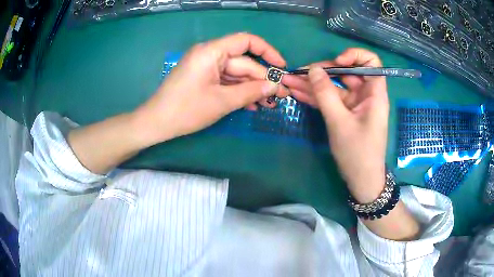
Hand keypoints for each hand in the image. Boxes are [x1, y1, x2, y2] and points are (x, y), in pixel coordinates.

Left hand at [134, 33, 288, 145]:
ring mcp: (206, 67)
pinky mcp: (204, 79)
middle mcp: (209, 54)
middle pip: (243, 62)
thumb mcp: (222, 101)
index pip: (246, 41)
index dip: (267, 52)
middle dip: (262, 79)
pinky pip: (226, 82)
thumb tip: (275, 86)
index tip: (281, 67)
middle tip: (281, 96)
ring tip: (270, 104)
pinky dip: (239, 92)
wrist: (157, 123)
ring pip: (236, 74)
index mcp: (211, 51)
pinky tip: (253, 105)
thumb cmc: (186, 110)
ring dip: (252, 88)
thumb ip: (251, 91)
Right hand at [283, 48, 388, 202]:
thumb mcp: (340, 122)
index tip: (337, 62)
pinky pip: (331, 100)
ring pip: (334, 87)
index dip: (354, 56)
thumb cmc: (358, 153)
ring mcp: (354, 105)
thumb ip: (326, 94)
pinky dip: (316, 97)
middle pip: (346, 73)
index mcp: (374, 94)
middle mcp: (366, 95)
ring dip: (313, 85)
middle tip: (299, 73)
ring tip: (289, 81)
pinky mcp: (345, 114)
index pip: (371, 62)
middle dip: (322, 71)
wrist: (361, 181)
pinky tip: (297, 93)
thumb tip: (313, 69)